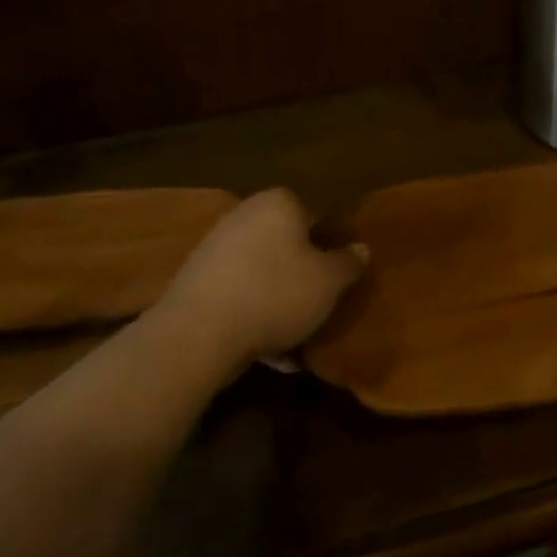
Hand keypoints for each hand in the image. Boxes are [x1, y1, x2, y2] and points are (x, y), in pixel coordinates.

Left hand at [139, 189, 366, 375]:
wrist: (197, 334)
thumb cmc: (276, 294)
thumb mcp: (330, 281)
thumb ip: (349, 263)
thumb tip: (361, 249)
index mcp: (279, 203)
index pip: (316, 216)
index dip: (331, 245)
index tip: (339, 275)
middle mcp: (245, 216)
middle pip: (287, 244)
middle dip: (303, 273)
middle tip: (321, 303)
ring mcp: (215, 249)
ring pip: (263, 273)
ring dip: (280, 301)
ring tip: (298, 336)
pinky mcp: (195, 283)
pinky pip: (239, 296)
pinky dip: (255, 317)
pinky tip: (271, 353)